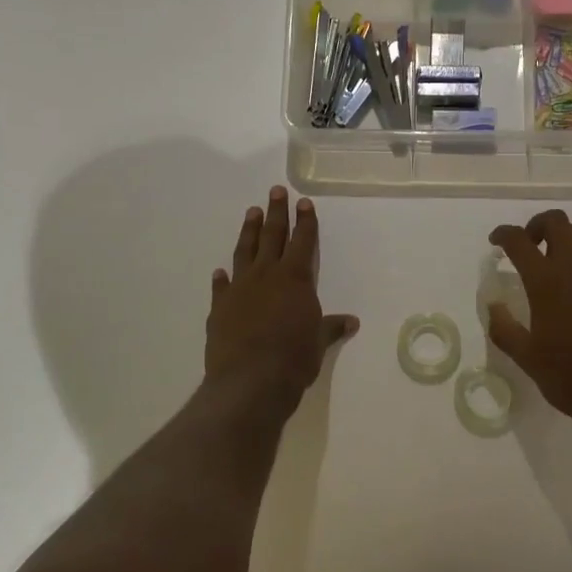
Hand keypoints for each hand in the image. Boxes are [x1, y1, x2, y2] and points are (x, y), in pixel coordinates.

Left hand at [206, 186, 358, 409]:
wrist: (249, 380)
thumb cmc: (293, 358)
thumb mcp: (318, 342)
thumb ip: (331, 327)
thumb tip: (351, 322)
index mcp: (295, 279)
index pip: (303, 242)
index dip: (305, 222)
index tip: (303, 202)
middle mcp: (266, 276)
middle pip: (272, 236)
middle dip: (276, 213)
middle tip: (275, 191)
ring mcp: (240, 289)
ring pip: (245, 252)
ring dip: (249, 231)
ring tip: (251, 212)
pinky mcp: (220, 308)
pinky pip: (222, 287)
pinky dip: (223, 278)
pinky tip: (221, 271)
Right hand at [487, 210, 571, 436]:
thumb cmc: (570, 378)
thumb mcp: (526, 358)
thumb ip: (503, 327)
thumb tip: (493, 305)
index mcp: (547, 283)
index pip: (519, 240)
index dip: (503, 234)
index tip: (496, 242)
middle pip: (557, 221)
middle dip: (537, 225)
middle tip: (529, 247)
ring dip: (562, 242)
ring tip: (554, 268)